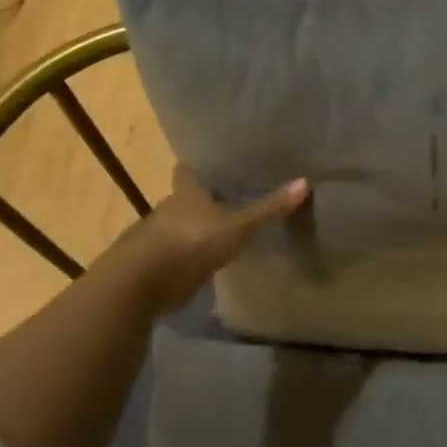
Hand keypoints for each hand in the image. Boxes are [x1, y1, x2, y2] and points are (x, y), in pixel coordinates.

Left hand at [110, 167, 308, 315]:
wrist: (141, 285)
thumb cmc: (189, 243)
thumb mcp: (237, 227)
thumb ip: (268, 209)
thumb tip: (305, 182)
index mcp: (185, 192)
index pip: (188, 169)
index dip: (201, 164)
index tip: (217, 161)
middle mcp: (168, 209)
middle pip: (185, 197)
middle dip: (203, 198)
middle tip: (230, 195)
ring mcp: (158, 238)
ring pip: (179, 225)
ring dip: (195, 228)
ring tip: (222, 228)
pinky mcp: (155, 265)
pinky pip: (175, 253)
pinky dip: (188, 254)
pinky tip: (205, 259)